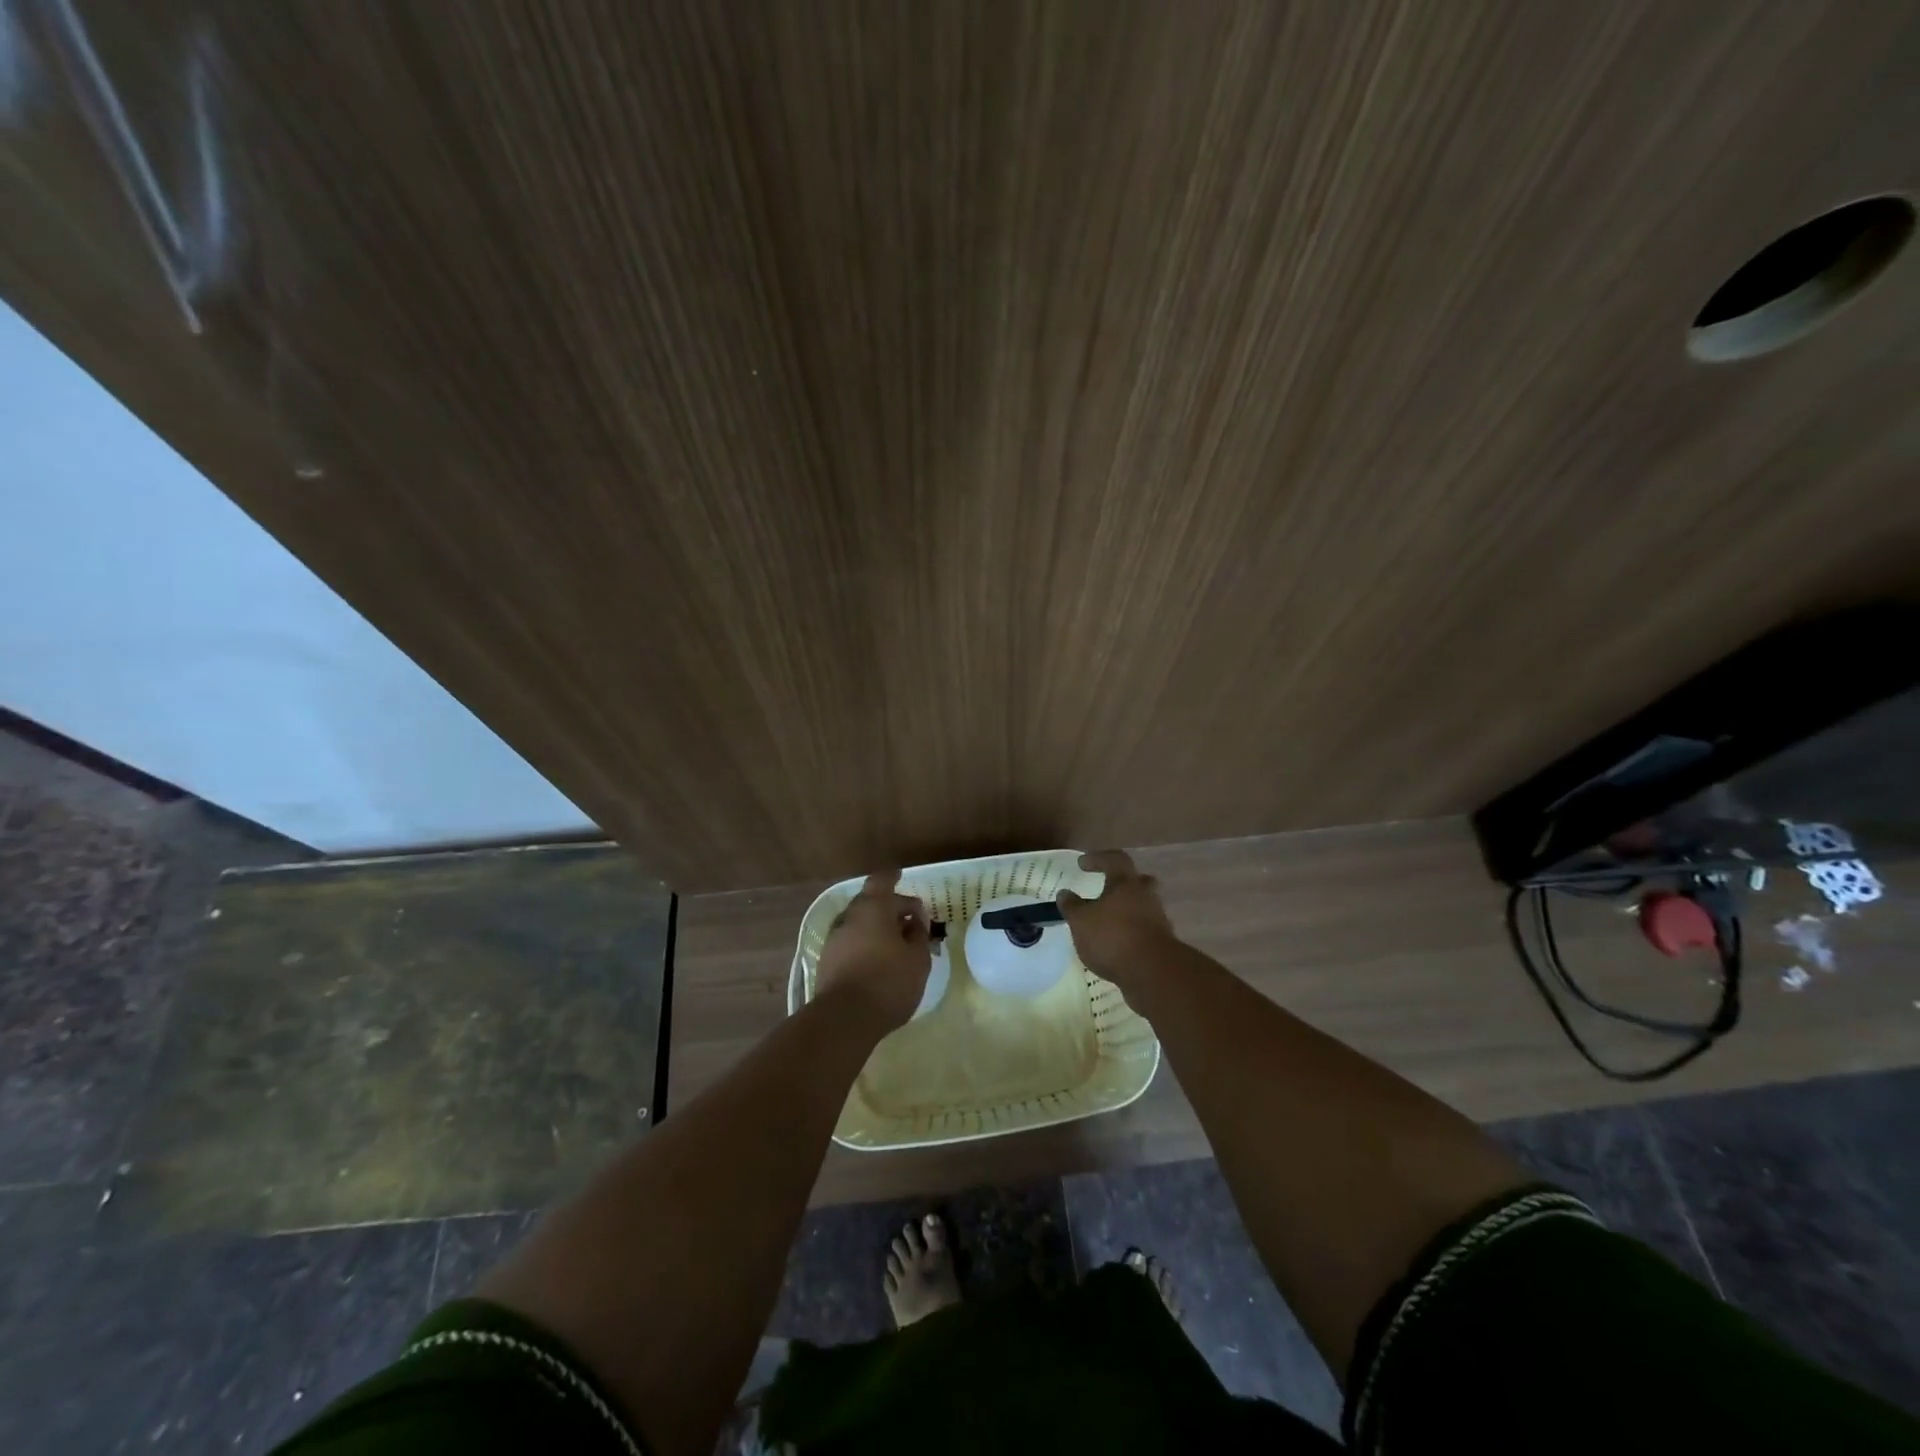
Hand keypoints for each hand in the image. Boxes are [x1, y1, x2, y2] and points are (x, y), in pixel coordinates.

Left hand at [816, 870, 932, 1032]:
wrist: (843, 1019)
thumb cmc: (888, 981)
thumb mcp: (918, 958)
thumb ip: (919, 935)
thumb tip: (915, 922)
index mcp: (873, 907)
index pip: (882, 880)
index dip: (892, 877)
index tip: (900, 876)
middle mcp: (850, 916)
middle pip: (871, 902)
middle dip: (890, 908)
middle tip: (910, 921)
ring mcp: (835, 939)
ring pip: (860, 924)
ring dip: (878, 928)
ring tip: (898, 945)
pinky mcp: (827, 961)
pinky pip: (852, 942)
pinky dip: (866, 945)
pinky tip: (880, 962)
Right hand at [1056, 849, 1181, 994]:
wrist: (1153, 973)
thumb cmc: (1113, 937)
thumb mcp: (1081, 921)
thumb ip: (1071, 906)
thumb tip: (1064, 893)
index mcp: (1126, 883)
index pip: (1115, 859)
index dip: (1098, 858)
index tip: (1081, 864)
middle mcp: (1146, 896)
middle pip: (1137, 880)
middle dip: (1120, 883)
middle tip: (1105, 888)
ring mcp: (1157, 919)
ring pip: (1142, 905)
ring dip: (1125, 909)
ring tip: (1106, 921)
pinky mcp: (1161, 942)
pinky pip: (1144, 928)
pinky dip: (1130, 931)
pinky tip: (1116, 942)